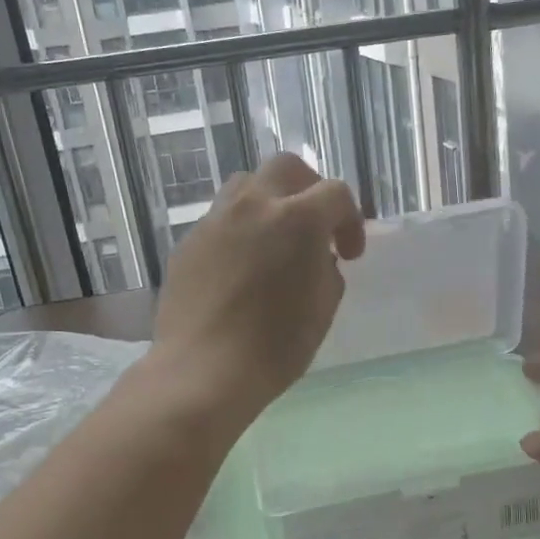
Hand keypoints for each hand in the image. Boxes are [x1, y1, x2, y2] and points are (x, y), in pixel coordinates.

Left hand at [151, 153, 363, 421]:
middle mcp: (254, 205)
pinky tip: (241, 267)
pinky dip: (240, 229)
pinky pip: (221, 219)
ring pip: (246, 185)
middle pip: (287, 168)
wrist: (203, 370)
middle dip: (309, 189)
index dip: (351, 220)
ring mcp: (216, 220)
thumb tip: (316, 257)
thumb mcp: (322, 308)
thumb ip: (326, 268)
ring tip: (274, 239)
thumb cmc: (275, 345)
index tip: (349, 254)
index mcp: (298, 219)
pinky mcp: (189, 241)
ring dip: (269, 202)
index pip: (336, 193)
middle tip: (314, 226)